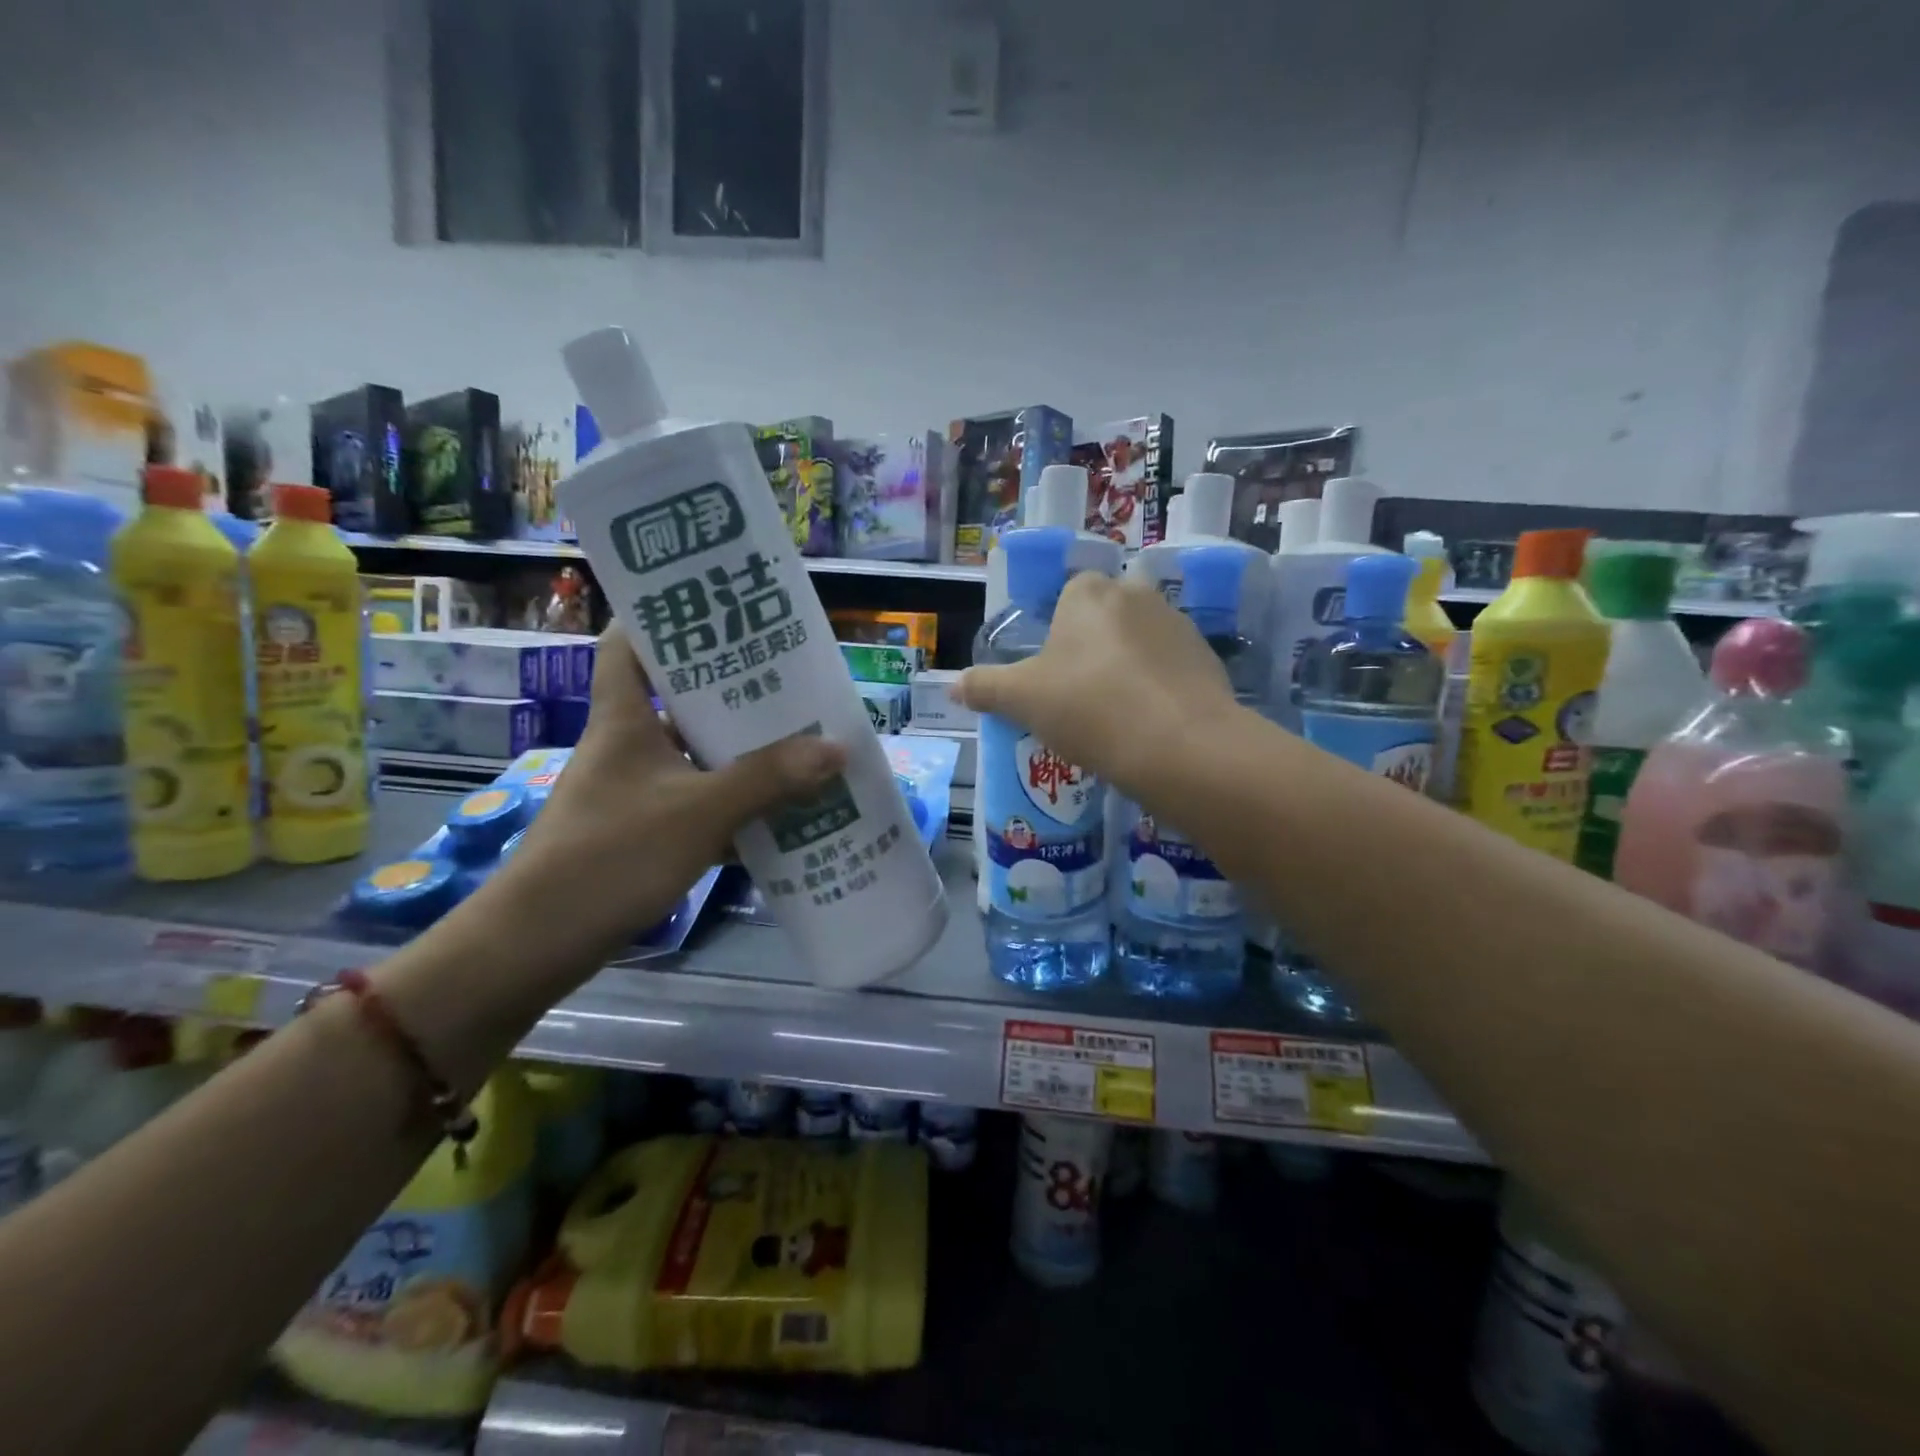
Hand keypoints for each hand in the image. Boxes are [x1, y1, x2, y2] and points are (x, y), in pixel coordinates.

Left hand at [495, 624, 846, 971]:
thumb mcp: (699, 812)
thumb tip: (835, 747)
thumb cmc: (612, 855)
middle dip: (732, 690)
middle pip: (679, 699)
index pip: (628, 644)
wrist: (540, 942)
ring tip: (799, 741)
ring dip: (741, 752)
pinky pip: (698, 802)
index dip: (663, 617)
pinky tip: (777, 811)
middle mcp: (627, 745)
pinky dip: (733, 804)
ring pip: (695, 755)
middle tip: (789, 680)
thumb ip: (768, 779)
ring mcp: (634, 790)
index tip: (715, 607)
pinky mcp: (642, 831)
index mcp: (624, 719)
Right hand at [955, 573, 1239, 802]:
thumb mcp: (1021, 700)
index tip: (1052, 676)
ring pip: (1140, 642)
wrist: (1179, 746)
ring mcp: (1179, 625)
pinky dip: (1158, 688)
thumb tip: (953, 686)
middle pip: (1105, 618)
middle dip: (1093, 649)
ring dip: (1127, 667)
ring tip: (1115, 717)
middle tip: (1078, 697)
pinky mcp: (1208, 659)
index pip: (1068, 597)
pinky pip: (1169, 668)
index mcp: (1089, 592)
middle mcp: (1137, 594)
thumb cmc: (1088, 708)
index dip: (1057, 636)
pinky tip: (1149, 725)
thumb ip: (984, 687)